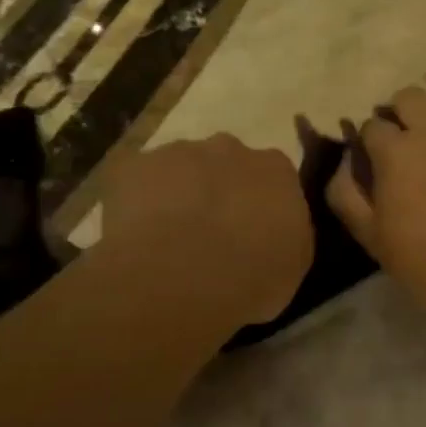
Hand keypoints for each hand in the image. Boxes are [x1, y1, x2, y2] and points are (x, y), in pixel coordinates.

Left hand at [92, 134, 312, 324]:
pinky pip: (134, 177)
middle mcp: (230, 148)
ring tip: (167, 238)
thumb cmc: (250, 276)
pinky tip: (133, 232)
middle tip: (210, 234)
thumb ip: (290, 236)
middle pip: (227, 163)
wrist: (179, 277)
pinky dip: (134, 198)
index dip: (261, 205)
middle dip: (220, 191)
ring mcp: (178, 152)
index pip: (275, 178)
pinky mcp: (131, 165)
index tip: (253, 232)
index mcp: (276, 170)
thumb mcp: (294, 267)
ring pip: (180, 167)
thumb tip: (277, 231)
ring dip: (178, 193)